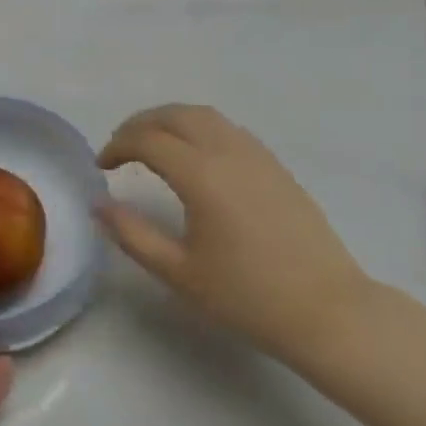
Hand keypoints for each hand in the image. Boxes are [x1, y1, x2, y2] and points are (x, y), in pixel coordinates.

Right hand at [97, 104, 374, 366]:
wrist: (326, 310)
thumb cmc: (247, 296)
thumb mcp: (179, 273)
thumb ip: (133, 234)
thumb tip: (99, 204)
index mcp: (201, 174)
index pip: (147, 139)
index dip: (117, 146)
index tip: (101, 167)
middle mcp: (227, 151)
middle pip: (175, 115)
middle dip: (140, 124)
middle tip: (120, 148)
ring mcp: (256, 154)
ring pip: (204, 115)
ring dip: (171, 120)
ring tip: (153, 145)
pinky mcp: (275, 165)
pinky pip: (228, 128)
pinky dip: (199, 128)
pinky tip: (195, 157)